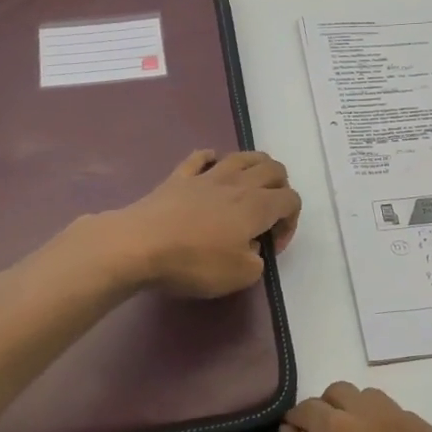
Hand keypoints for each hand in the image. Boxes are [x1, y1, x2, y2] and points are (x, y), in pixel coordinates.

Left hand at [101, 150, 301, 298]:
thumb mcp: (240, 276)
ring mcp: (206, 176)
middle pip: (273, 169)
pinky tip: (212, 170)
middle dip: (280, 188)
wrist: (140, 245)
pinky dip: (212, 159)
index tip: (272, 246)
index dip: (291, 222)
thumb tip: (251, 247)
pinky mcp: (179, 177)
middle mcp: (238, 183)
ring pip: (242, 156)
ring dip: (255, 167)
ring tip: (249, 188)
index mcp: (258, 206)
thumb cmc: (195, 262)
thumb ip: (257, 260)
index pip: (291, 200)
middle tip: (268, 214)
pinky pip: (201, 157)